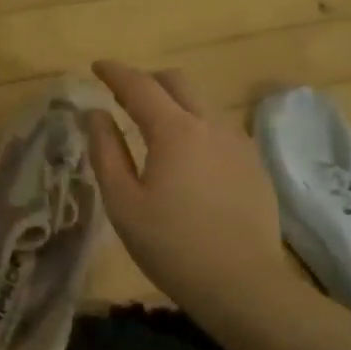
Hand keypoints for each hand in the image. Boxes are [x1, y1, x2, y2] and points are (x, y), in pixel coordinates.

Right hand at [87, 60, 291, 316]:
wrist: (242, 283)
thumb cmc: (171, 246)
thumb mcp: (123, 203)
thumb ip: (106, 152)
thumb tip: (95, 115)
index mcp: (175, 130)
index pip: (140, 86)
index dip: (115, 72)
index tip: (97, 66)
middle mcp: (211, 124)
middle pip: (178, 82)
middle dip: (148, 80)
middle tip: (124, 97)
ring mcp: (238, 142)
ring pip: (203, 103)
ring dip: (175, 102)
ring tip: (155, 127)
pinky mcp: (255, 163)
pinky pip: (220, 128)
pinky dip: (197, 126)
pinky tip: (189, 156)